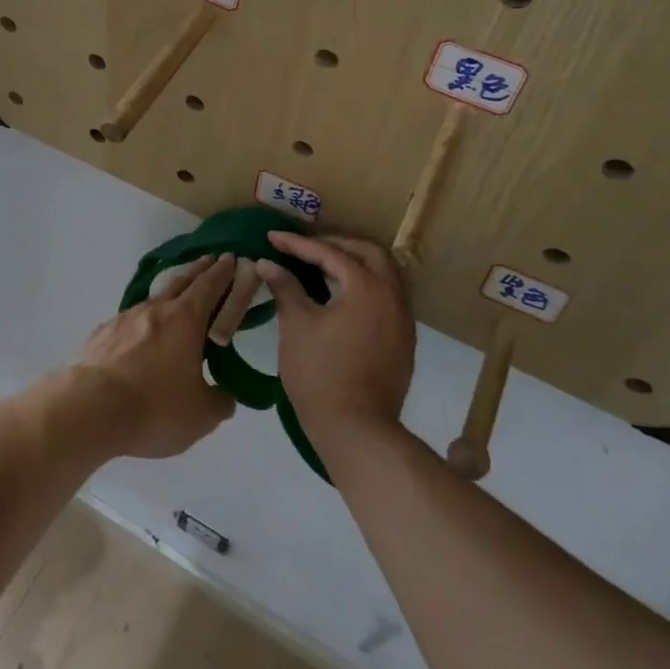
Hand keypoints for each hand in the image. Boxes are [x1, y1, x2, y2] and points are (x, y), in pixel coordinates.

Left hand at [68, 254, 250, 458]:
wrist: (90, 409)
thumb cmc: (155, 407)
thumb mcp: (201, 415)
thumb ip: (220, 400)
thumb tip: (225, 394)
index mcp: (186, 320)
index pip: (210, 286)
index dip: (223, 272)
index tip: (231, 257)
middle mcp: (156, 309)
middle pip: (182, 281)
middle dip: (199, 270)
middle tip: (211, 259)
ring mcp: (125, 318)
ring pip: (154, 298)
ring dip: (170, 293)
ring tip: (177, 298)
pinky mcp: (102, 334)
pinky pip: (130, 320)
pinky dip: (143, 320)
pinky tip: (141, 333)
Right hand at [256, 234, 415, 448]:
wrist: (357, 430)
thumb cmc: (320, 373)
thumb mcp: (296, 325)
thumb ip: (285, 287)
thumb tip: (267, 263)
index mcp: (368, 287)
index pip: (330, 253)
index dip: (298, 244)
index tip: (272, 238)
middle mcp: (393, 296)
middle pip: (369, 253)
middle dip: (335, 244)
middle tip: (304, 248)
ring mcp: (403, 320)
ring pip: (384, 274)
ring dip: (354, 264)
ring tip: (321, 268)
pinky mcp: (403, 340)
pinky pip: (387, 297)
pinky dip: (365, 286)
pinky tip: (340, 297)